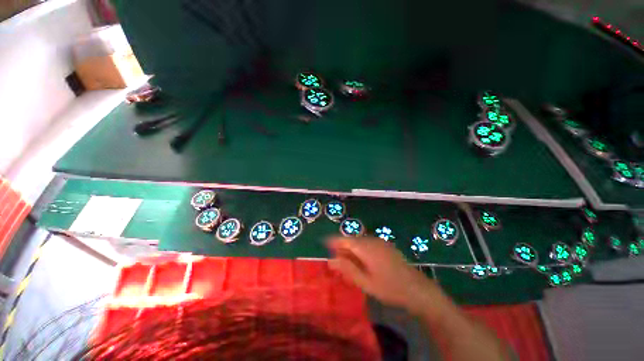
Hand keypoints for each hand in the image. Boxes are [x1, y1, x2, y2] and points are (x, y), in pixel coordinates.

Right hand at [327, 237, 446, 314]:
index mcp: (365, 247)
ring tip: (347, 265)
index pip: (345, 240)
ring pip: (360, 243)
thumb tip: (330, 260)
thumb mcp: (365, 282)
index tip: (324, 243)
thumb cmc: (389, 288)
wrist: (417, 289)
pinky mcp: (385, 246)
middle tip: (336, 262)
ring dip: (351, 251)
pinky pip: (368, 245)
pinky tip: (361, 264)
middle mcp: (371, 240)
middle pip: (352, 241)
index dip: (333, 241)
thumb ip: (347, 269)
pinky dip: (360, 252)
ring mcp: (380, 242)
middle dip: (342, 249)